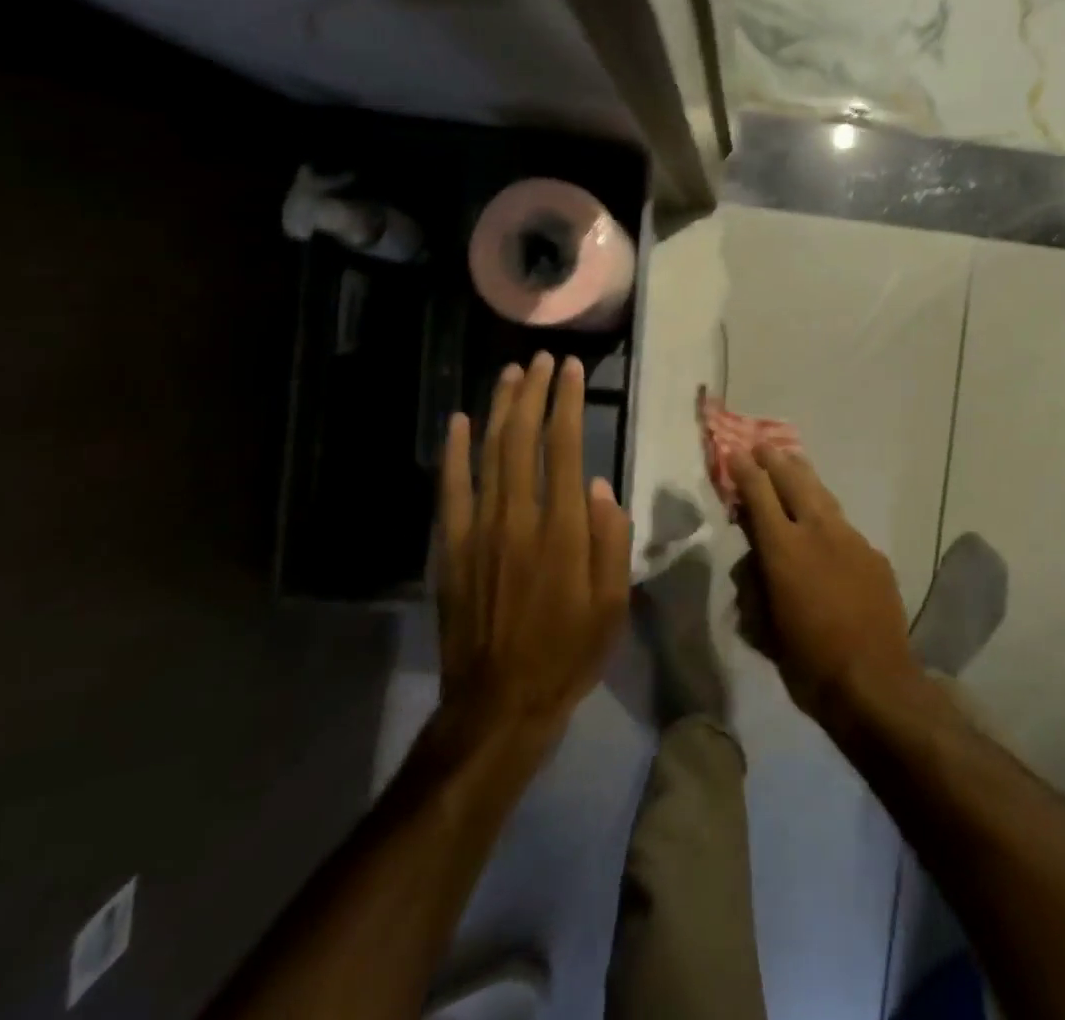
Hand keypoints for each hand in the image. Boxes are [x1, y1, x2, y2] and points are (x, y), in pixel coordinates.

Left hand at [434, 353, 630, 747]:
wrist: (499, 705)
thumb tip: (602, 487)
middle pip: (522, 439)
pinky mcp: (452, 548)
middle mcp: (519, 518)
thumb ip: (610, 540)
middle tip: (542, 359)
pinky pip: (452, 489)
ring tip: (510, 373)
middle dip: (533, 393)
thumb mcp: (612, 603)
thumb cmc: (568, 652)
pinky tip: (458, 422)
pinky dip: (453, 452)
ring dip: (499, 409)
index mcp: (563, 530)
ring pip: (488, 454)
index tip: (571, 370)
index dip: (566, 403)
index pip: (565, 448)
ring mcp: (479, 531)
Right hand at [730, 447, 921, 725]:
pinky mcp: (873, 554)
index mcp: (784, 549)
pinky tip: (826, 526)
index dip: (745, 471)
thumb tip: (756, 561)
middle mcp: (818, 531)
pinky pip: (844, 526)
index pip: (759, 496)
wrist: (874, 681)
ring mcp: (851, 539)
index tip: (735, 453)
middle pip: (794, 481)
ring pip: (823, 496)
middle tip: (762, 446)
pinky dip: (828, 518)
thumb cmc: (807, 662)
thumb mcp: (764, 627)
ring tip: (794, 463)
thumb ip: (757, 585)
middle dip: (776, 461)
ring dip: (805, 479)